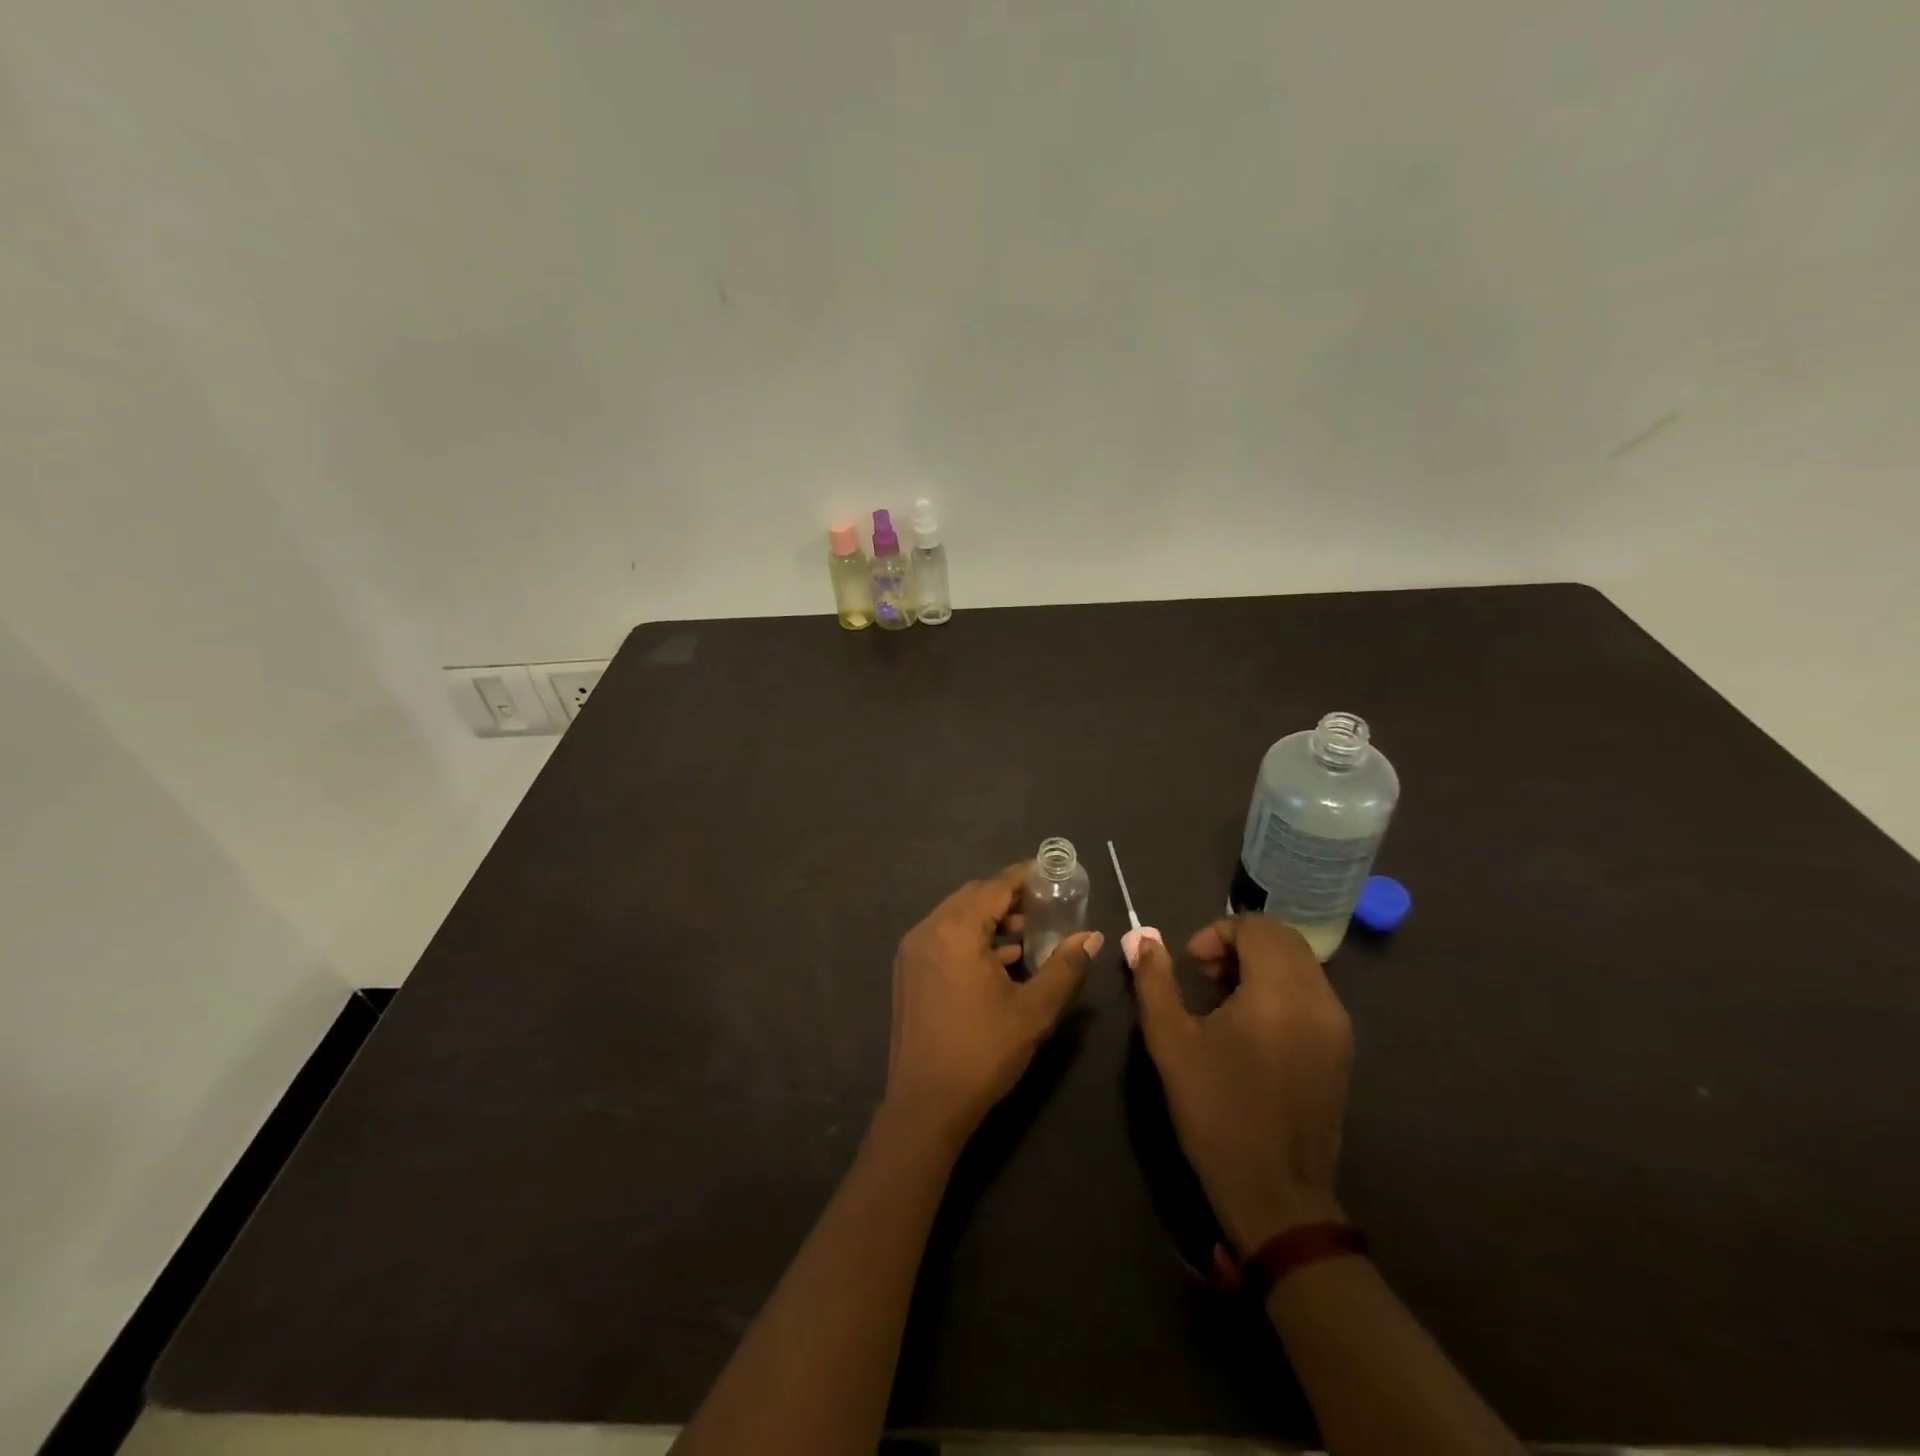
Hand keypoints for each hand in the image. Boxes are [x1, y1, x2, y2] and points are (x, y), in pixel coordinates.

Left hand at [885, 863, 1102, 1144]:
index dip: (1023, 876)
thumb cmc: (982, 1052)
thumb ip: (1065, 967)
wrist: (925, 1105)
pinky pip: (943, 938)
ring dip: (990, 919)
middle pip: (972, 897)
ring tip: (1027, 933)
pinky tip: (1000, 960)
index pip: (994, 886)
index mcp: (954, 931)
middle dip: (1008, 897)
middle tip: (1044, 905)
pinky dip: (971, 939)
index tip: (1051, 873)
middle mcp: (928, 931)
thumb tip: (1092, 936)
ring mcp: (913, 952)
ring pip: (956, 918)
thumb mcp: (1034, 1010)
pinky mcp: (908, 972)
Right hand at [1128, 914, 1352, 1252]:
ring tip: (1225, 1000)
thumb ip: (1154, 981)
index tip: (1191, 965)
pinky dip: (1281, 988)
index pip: (1256, 926)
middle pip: (1282, 939)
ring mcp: (1337, 1026)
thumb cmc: (1216, 1112)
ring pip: (1300, 964)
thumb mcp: (1170, 1042)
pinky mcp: (1342, 1050)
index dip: (1216, 933)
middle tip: (1205, 976)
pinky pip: (1313, 992)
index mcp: (1278, 993)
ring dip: (1260, 964)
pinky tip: (1252, 1026)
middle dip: (1239, 944)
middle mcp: (1318, 999)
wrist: (1275, 1194)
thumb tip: (1143, 938)